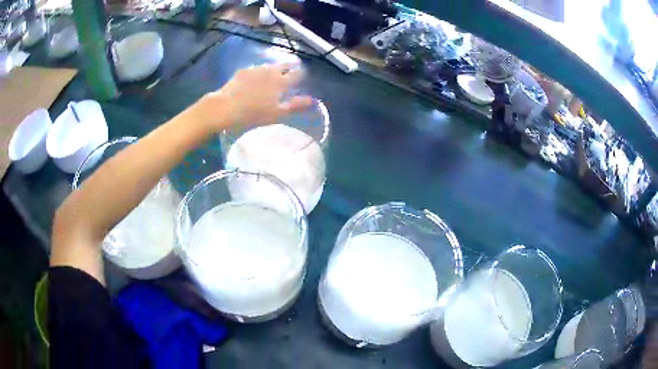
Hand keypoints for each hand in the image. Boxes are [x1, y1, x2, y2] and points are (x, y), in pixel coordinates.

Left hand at [191, 62, 312, 129]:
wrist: (225, 107)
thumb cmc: (254, 114)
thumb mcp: (278, 113)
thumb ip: (296, 105)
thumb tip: (313, 100)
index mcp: (282, 82)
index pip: (298, 74)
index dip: (302, 75)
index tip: (302, 78)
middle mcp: (271, 71)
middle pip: (285, 65)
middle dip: (290, 66)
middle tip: (291, 71)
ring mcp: (256, 69)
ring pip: (270, 65)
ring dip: (275, 68)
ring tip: (274, 74)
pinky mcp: (243, 71)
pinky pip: (256, 68)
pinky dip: (260, 71)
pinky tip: (255, 78)